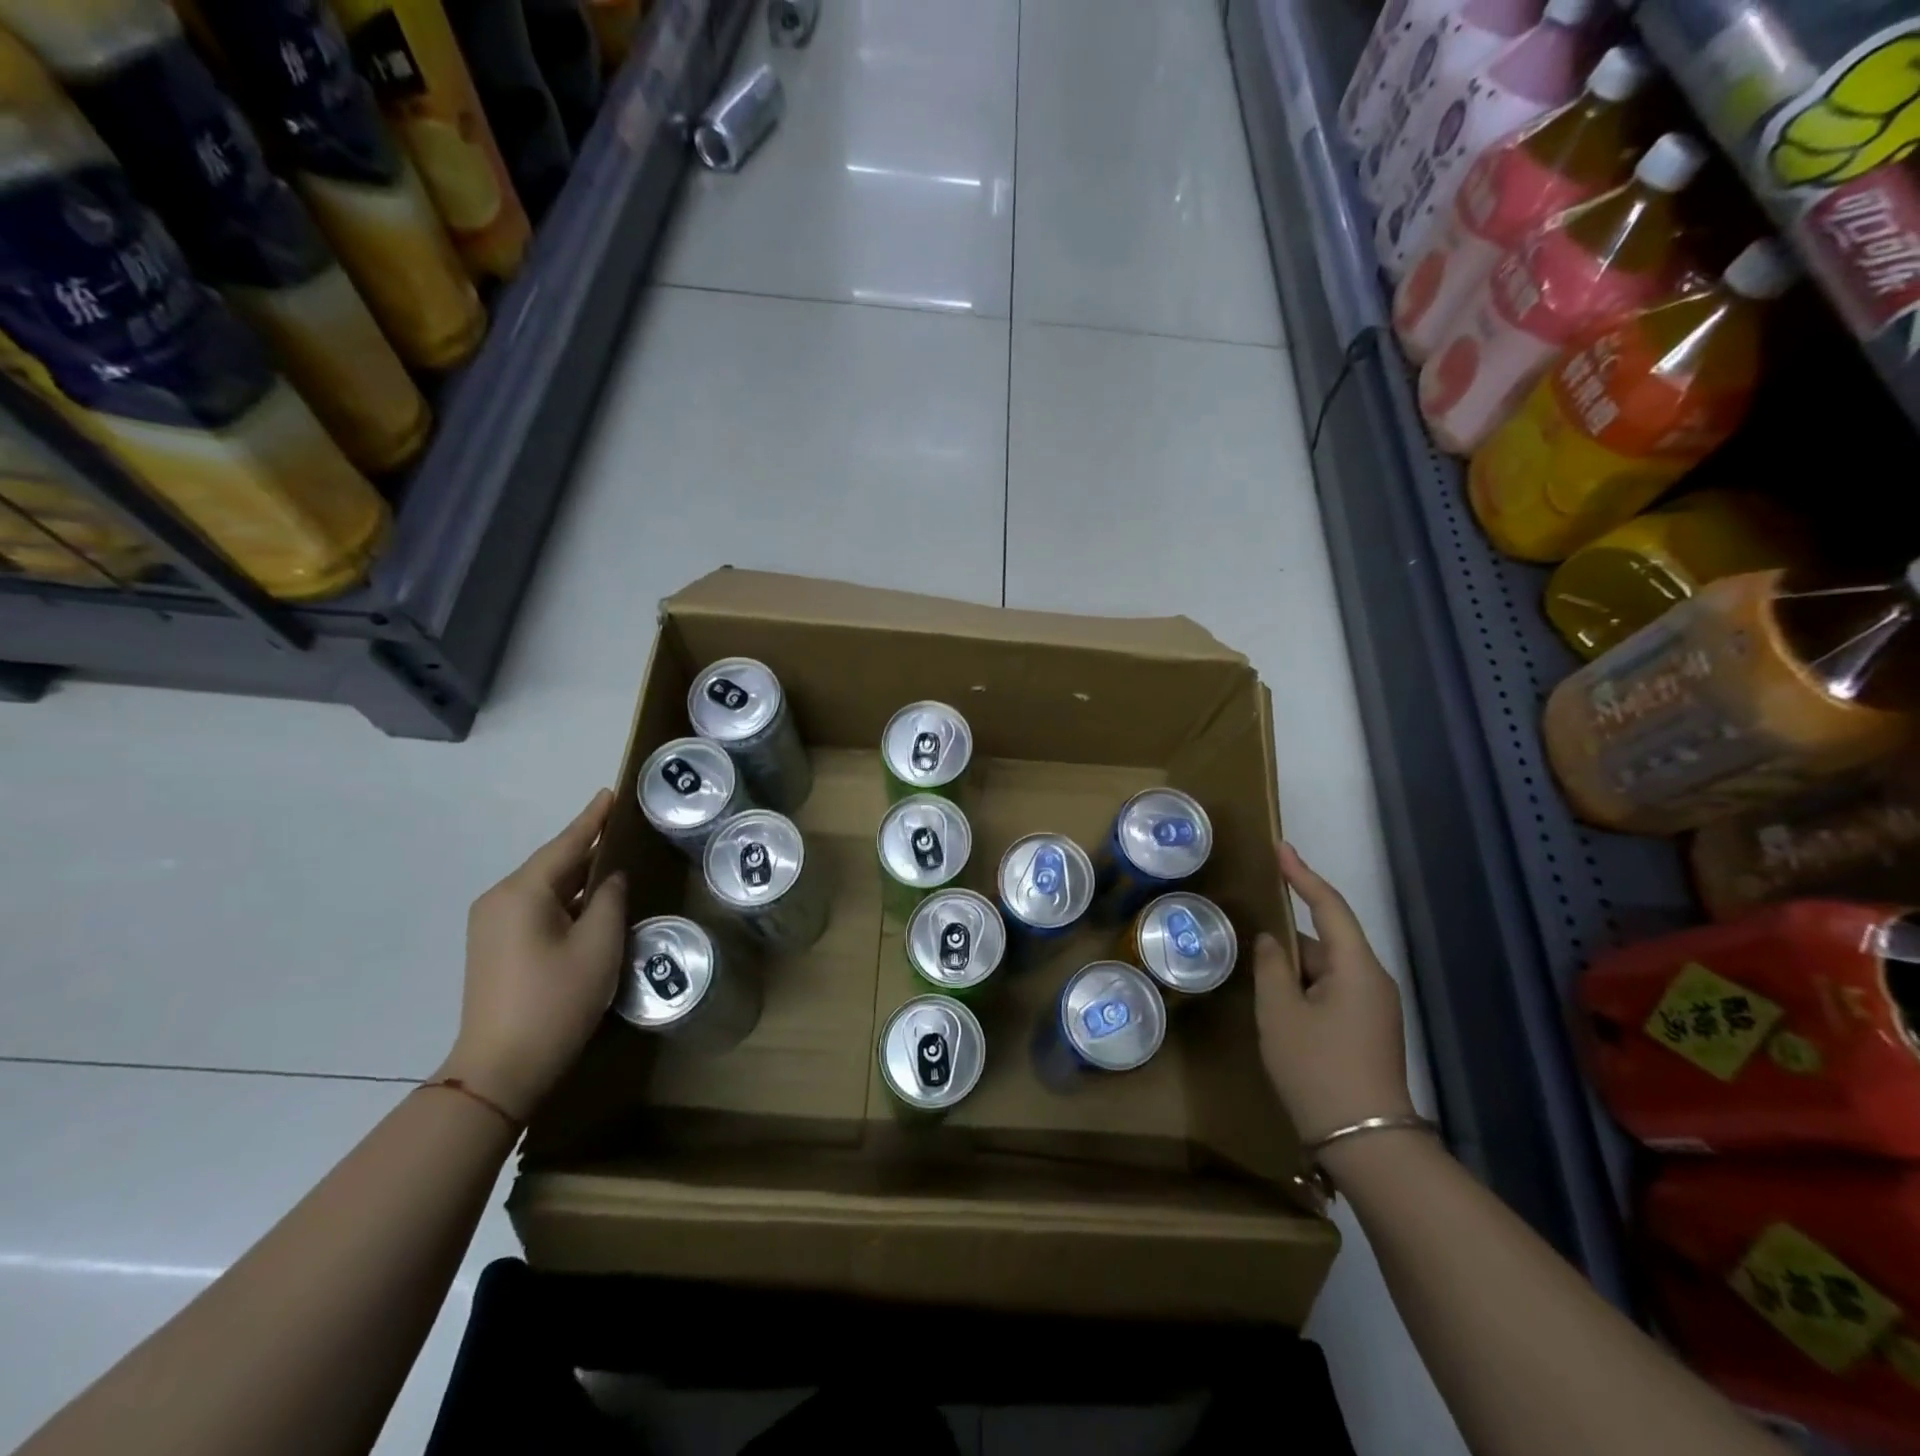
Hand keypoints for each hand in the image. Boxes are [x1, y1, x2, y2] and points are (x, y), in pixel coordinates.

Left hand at [440, 791, 627, 1122]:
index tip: (610, 793)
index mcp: (522, 892)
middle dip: (586, 846)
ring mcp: (491, 925)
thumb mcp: (598, 945)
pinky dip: (563, 899)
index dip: (592, 819)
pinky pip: (534, 907)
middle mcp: (499, 899)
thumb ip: (609, 900)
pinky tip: (587, 900)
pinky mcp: (493, 947)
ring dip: (576, 876)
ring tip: (611, 860)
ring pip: (543, 887)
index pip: (566, 844)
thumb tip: (611, 878)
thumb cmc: (556, 1000)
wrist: (501, 1068)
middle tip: (620, 826)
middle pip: (551, 863)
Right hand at [1254, 842, 1416, 1147]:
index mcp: (1356, 966)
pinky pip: (1331, 991)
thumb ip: (1271, 965)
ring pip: (1325, 968)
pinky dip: (1303, 988)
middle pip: (1326, 939)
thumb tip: (1271, 940)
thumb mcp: (1280, 1012)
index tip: (1279, 849)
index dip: (1302, 874)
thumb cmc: (1317, 1067)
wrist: (1365, 1141)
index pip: (1328, 905)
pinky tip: (1278, 1005)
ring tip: (1256, 976)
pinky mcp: (1368, 1029)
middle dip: (1288, 937)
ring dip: (1293, 968)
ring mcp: (1374, 1007)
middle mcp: (1372, 980)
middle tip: (1247, 935)